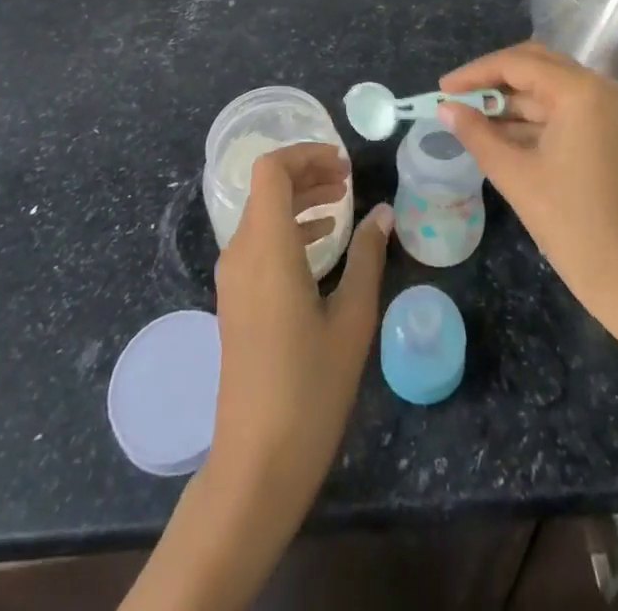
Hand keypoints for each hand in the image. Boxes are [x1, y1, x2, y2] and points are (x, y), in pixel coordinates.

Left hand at [210, 144, 391, 507]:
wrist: (256, 462)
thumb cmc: (311, 388)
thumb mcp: (352, 319)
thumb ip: (368, 257)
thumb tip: (384, 213)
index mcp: (266, 247)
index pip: (271, 170)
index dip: (305, 155)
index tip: (343, 164)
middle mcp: (241, 252)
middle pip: (266, 189)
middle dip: (307, 174)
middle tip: (348, 180)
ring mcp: (232, 278)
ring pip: (262, 214)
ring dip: (299, 200)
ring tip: (341, 204)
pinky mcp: (234, 299)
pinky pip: (258, 242)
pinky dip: (288, 228)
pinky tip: (321, 243)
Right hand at [439, 41, 617, 323]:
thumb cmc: (570, 223)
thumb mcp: (514, 174)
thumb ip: (475, 133)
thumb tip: (445, 107)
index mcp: (580, 91)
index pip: (517, 64)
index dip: (475, 73)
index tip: (443, 88)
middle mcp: (601, 87)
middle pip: (536, 65)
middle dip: (493, 79)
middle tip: (456, 96)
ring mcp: (610, 108)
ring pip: (549, 86)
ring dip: (510, 99)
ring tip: (469, 116)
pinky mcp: (611, 129)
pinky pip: (563, 108)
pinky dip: (531, 117)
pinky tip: (497, 132)